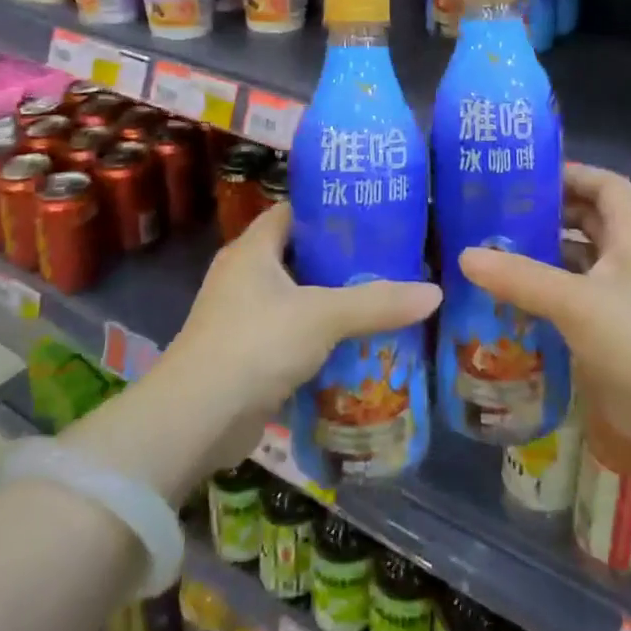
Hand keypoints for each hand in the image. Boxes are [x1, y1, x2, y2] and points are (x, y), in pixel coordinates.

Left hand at [160, 202, 441, 473]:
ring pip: (296, 298)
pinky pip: (289, 334)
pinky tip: (354, 343)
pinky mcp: (245, 356)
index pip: (293, 212)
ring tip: (380, 298)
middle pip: (298, 255)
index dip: (329, 209)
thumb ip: (378, 302)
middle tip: (388, 258)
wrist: (196, 420)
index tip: (372, 214)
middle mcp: (242, 276)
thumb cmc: (256, 343)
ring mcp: (240, 318)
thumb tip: (435, 292)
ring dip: (330, 301)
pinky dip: (317, 337)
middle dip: (340, 259)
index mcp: (252, 249)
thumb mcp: (323, 315)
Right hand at [460, 163, 630, 449]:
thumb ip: (521, 278)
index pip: (609, 186)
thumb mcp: (575, 303)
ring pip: (582, 263)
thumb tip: (465, 255)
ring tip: (500, 253)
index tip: (532, 177)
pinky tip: (516, 302)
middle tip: (505, 214)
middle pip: (592, 222)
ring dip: (547, 256)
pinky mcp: (614, 335)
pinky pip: (576, 300)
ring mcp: (624, 300)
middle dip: (552, 214)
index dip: (576, 174)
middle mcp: (630, 262)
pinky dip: (549, 295)